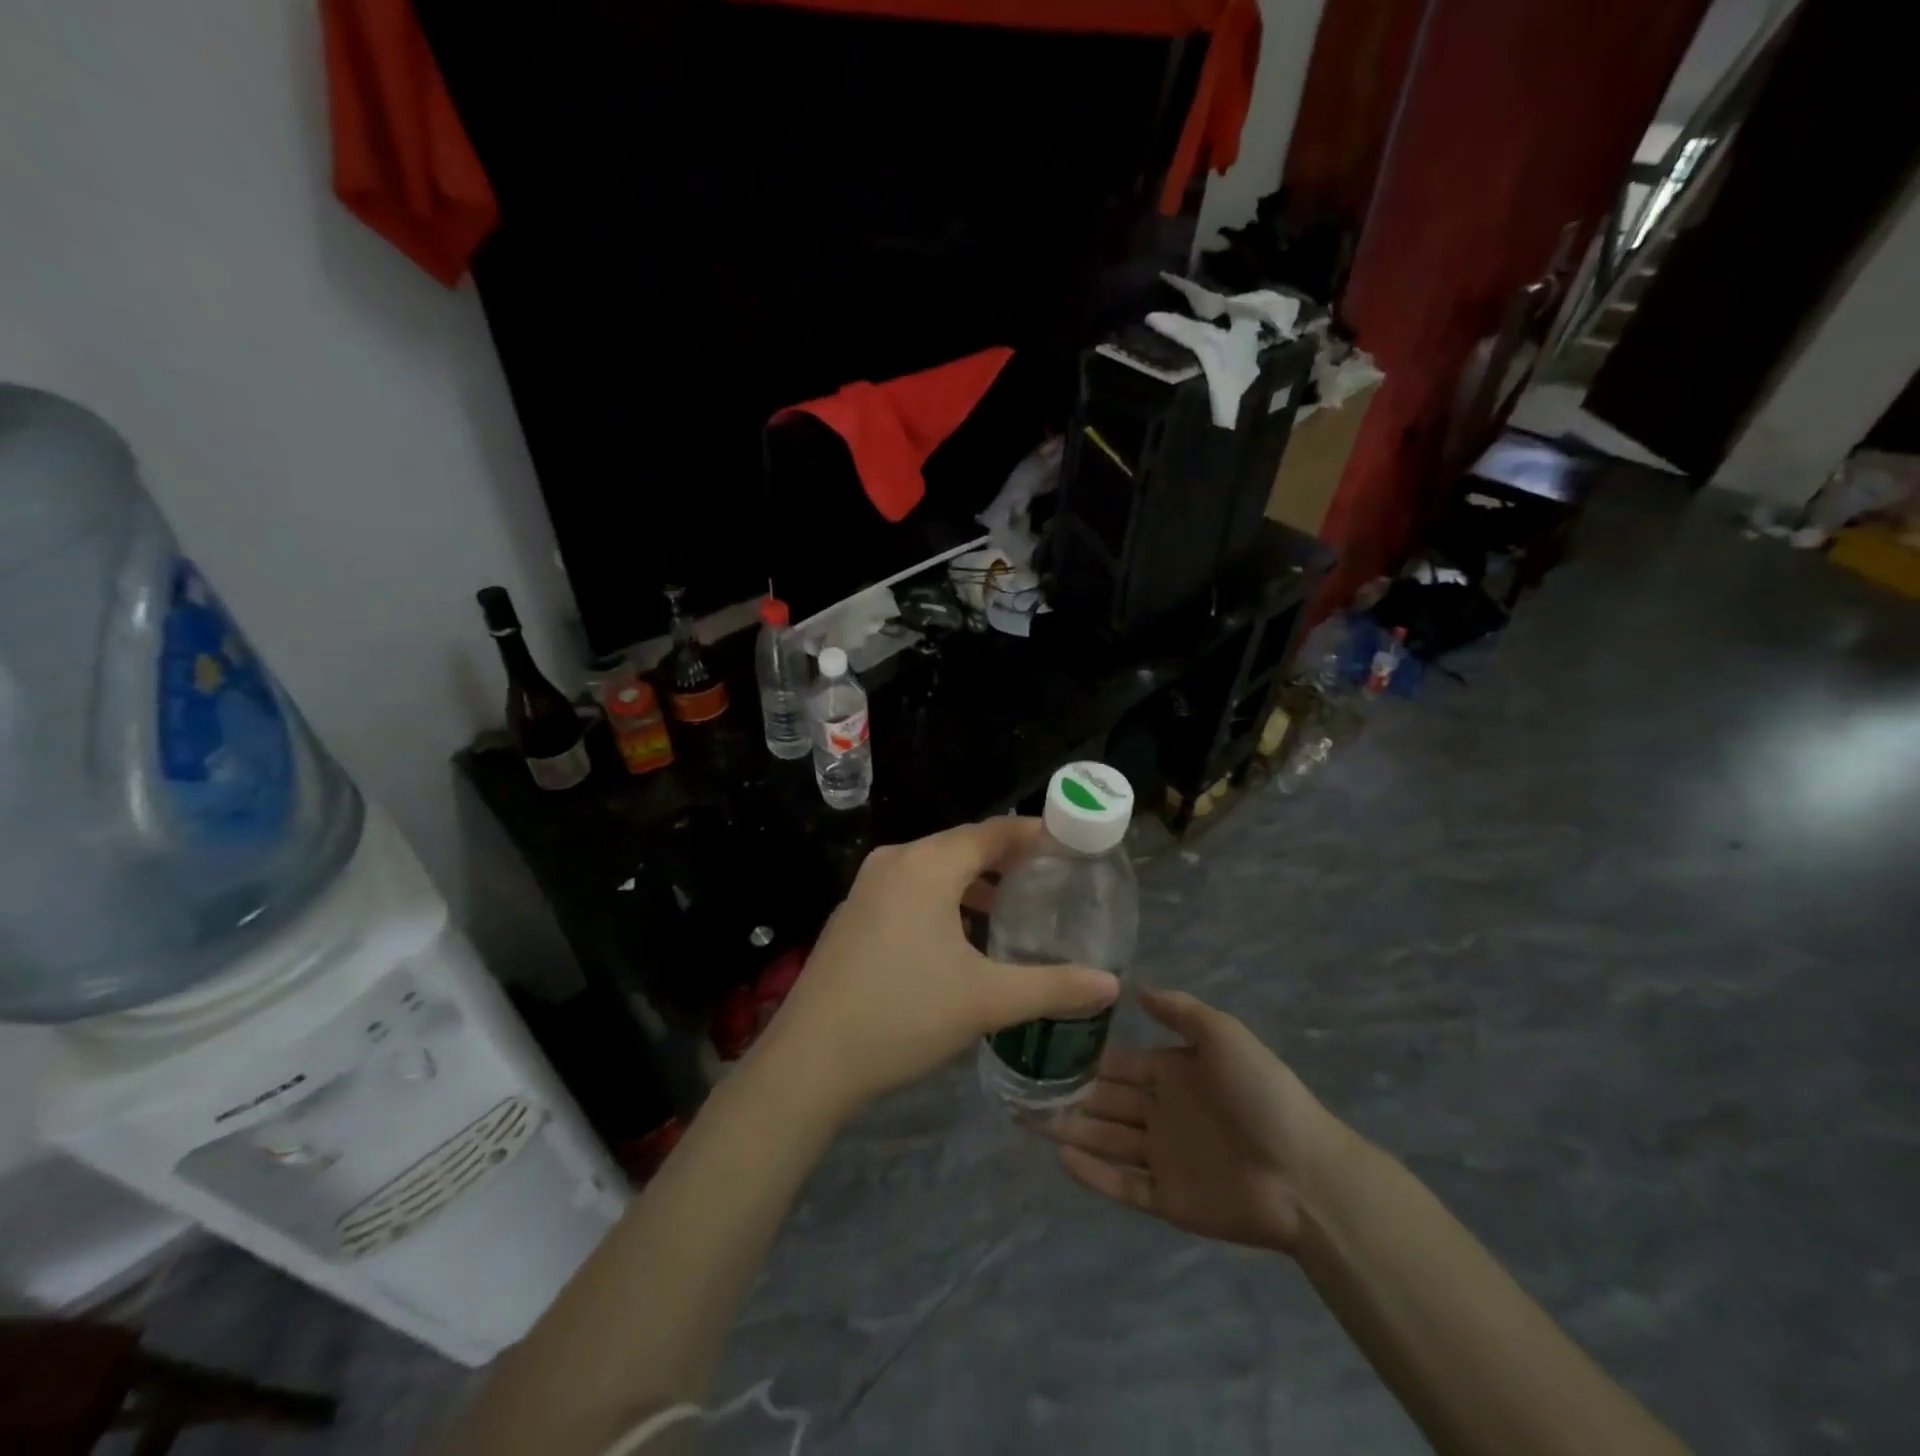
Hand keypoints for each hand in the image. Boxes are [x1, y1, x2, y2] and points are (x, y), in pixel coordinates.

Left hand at [756, 818, 1120, 1120]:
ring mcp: (867, 886)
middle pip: (962, 844)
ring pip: (934, 868)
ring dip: (973, 881)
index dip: (1033, 833)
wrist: (810, 1059)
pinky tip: (961, 935)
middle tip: (1049, 878)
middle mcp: (895, 862)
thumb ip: (1052, 986)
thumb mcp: (985, 1000)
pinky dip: (943, 897)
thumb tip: (1111, 985)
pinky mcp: (853, 913)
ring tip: (1012, 906)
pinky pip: (910, 888)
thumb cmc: (903, 1015)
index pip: (992, 831)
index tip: (1070, 844)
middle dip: (1006, 858)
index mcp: (927, 865)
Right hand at [1047, 989, 1351, 1253]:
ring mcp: (1163, 1157)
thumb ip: (1180, 1011)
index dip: (1085, 1057)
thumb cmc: (1262, 1094)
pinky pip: (1122, 1184)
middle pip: (1105, 1102)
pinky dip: (1093, 1173)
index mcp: (1173, 1073)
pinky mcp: (1168, 1198)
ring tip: (1027, 1120)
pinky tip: (1062, 1156)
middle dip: (1067, 1095)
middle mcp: (1161, 1112)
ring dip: (1070, 1130)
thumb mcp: (1223, 1035)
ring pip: (1106, 1140)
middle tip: (1022, 1088)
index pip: (1119, 1063)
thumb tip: (1135, 988)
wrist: (1306, 1174)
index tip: (1045, 1047)